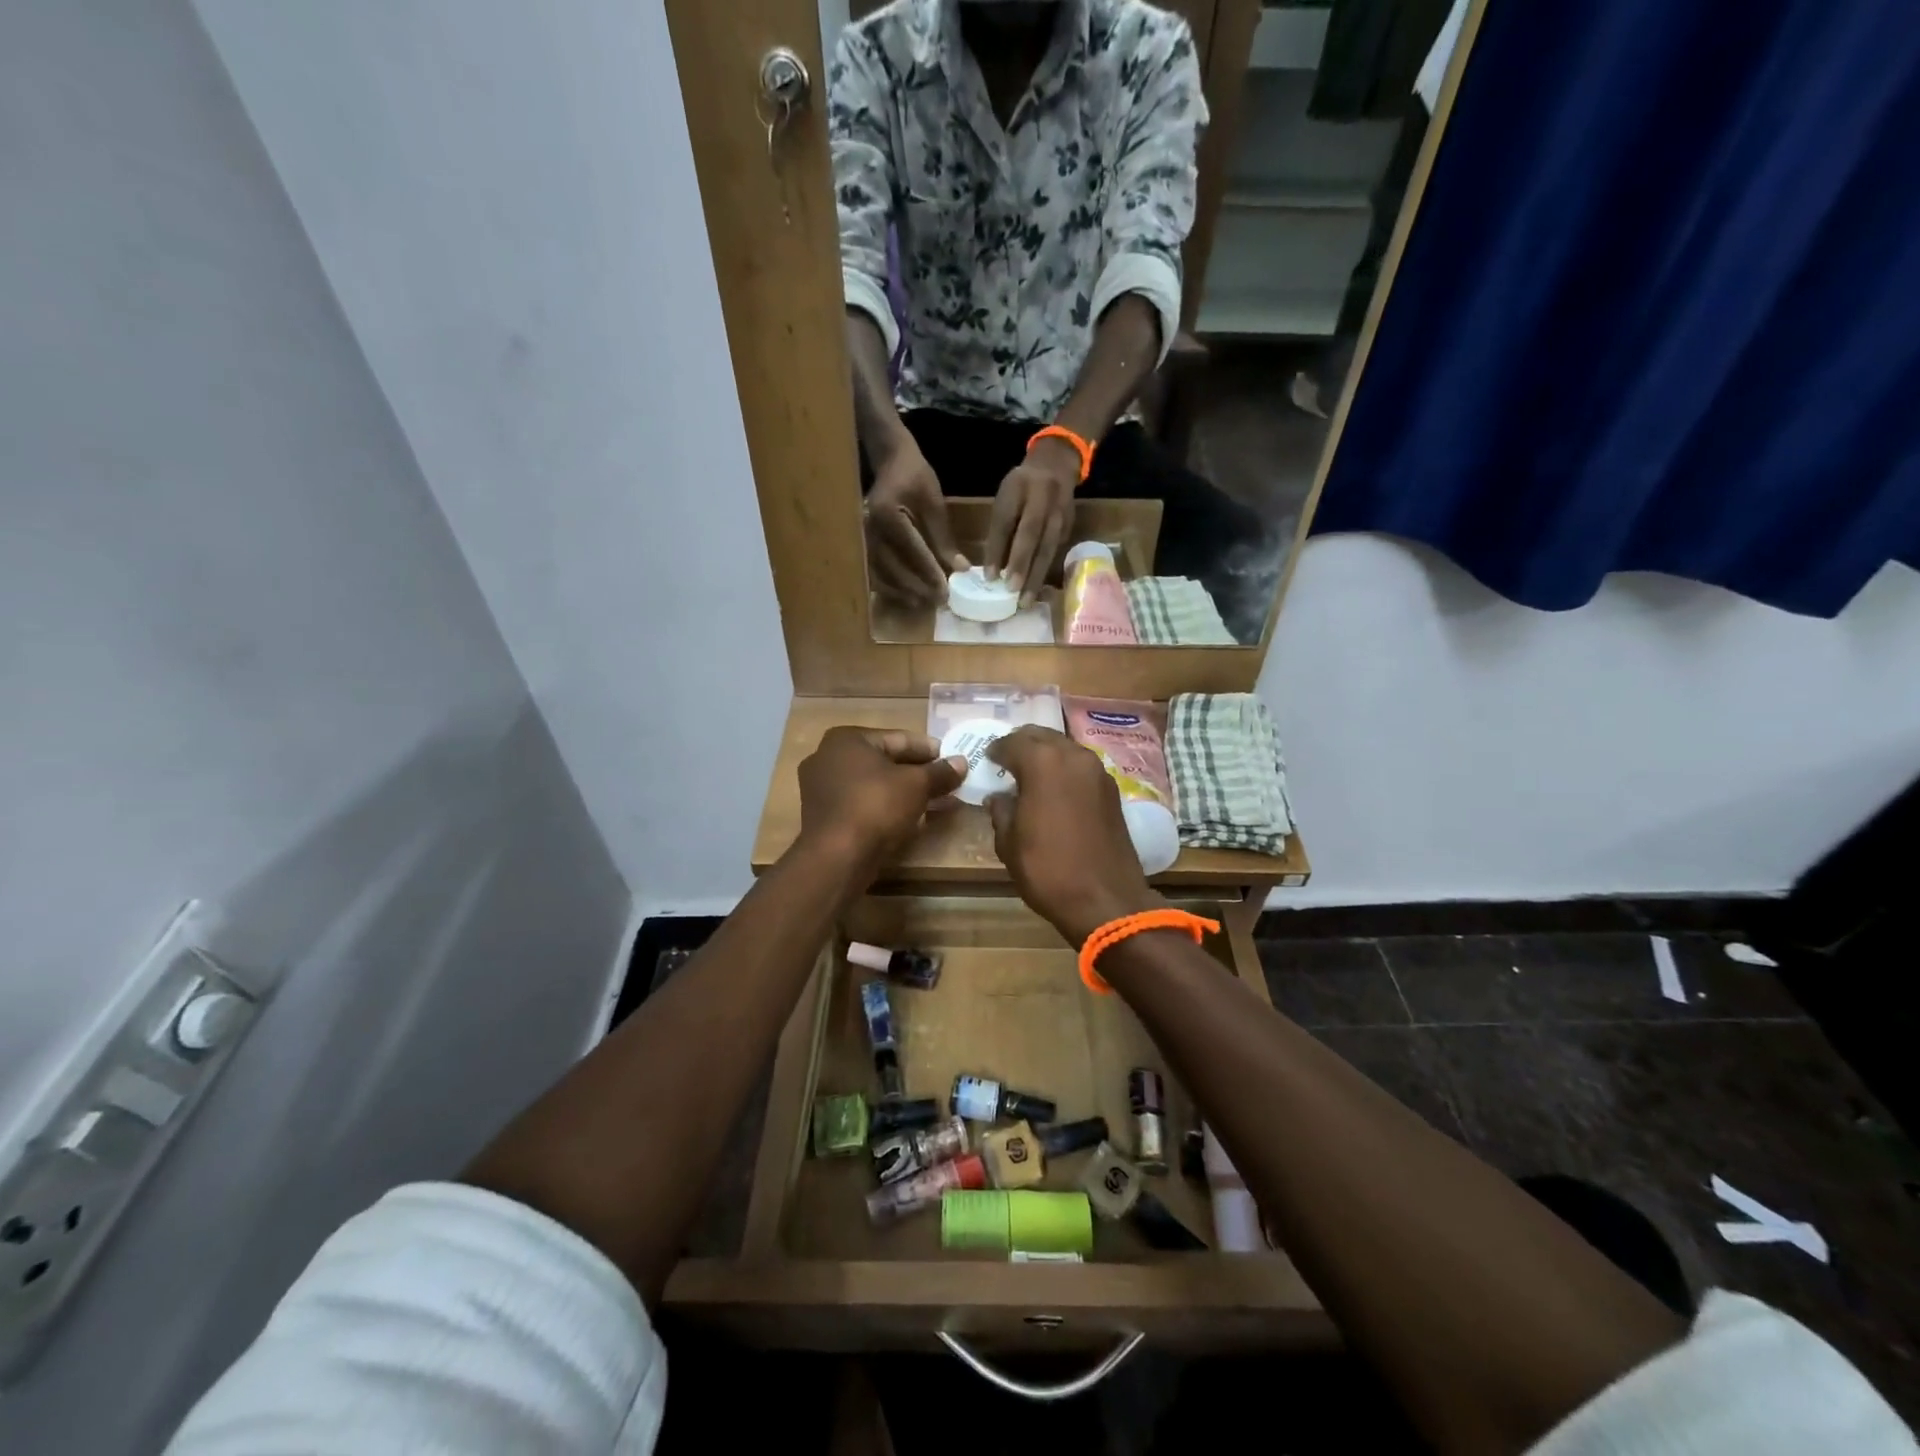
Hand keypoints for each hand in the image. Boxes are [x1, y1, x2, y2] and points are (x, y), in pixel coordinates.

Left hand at [798, 727, 966, 876]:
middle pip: (887, 762)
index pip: (898, 739)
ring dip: (909, 793)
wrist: (836, 856)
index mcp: (847, 740)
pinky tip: (916, 818)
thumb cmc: (875, 805)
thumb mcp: (916, 785)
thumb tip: (962, 762)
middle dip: (921, 774)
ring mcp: (824, 790)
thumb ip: (940, 772)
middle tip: (951, 782)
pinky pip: (866, 804)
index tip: (954, 759)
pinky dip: (890, 808)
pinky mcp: (827, 817)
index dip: (930, 749)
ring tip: (942, 801)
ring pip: (877, 786)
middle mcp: (829, 758)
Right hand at [865, 437, 966, 604]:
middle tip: (937, 601)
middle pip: (893, 567)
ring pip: (880, 574)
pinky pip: (873, 570)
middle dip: (916, 587)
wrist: (890, 460)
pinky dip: (888, 586)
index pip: (912, 551)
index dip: (930, 573)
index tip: (946, 590)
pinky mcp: (863, 542)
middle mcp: (870, 529)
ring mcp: (862, 537)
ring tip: (921, 603)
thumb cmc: (915, 475)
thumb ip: (944, 538)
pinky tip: (904, 594)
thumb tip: (961, 568)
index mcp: (888, 515)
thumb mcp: (934, 503)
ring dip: (901, 591)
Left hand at [983, 439, 1077, 606]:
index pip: (1005, 521)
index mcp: (1018, 487)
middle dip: (1021, 564)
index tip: (989, 577)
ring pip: (1048, 546)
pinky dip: (1046, 571)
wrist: (1056, 465)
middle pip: (1031, 534)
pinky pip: (1056, 551)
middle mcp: (1042, 497)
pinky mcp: (1070, 525)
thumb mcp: (1005, 498)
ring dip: (1036, 575)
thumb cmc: (1021, 488)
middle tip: (1011, 591)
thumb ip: (1000, 528)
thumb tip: (993, 568)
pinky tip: (1038, 590)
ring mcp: (1060, 511)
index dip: (997, 550)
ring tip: (1026, 600)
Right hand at [985, 727, 1159, 943]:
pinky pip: (1081, 767)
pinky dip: (1064, 770)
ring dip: (1046, 755)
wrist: (1106, 900)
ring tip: (1030, 775)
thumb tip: (999, 798)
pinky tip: (1054, 790)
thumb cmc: (1048, 870)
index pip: (1012, 742)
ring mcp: (1098, 771)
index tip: (987, 760)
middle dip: (1022, 745)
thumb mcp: (1009, 843)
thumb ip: (1001, 811)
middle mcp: (1073, 756)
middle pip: (1042, 736)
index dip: (996, 750)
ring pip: (1065, 748)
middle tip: (1007, 762)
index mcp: (1043, 762)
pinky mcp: (1112, 790)